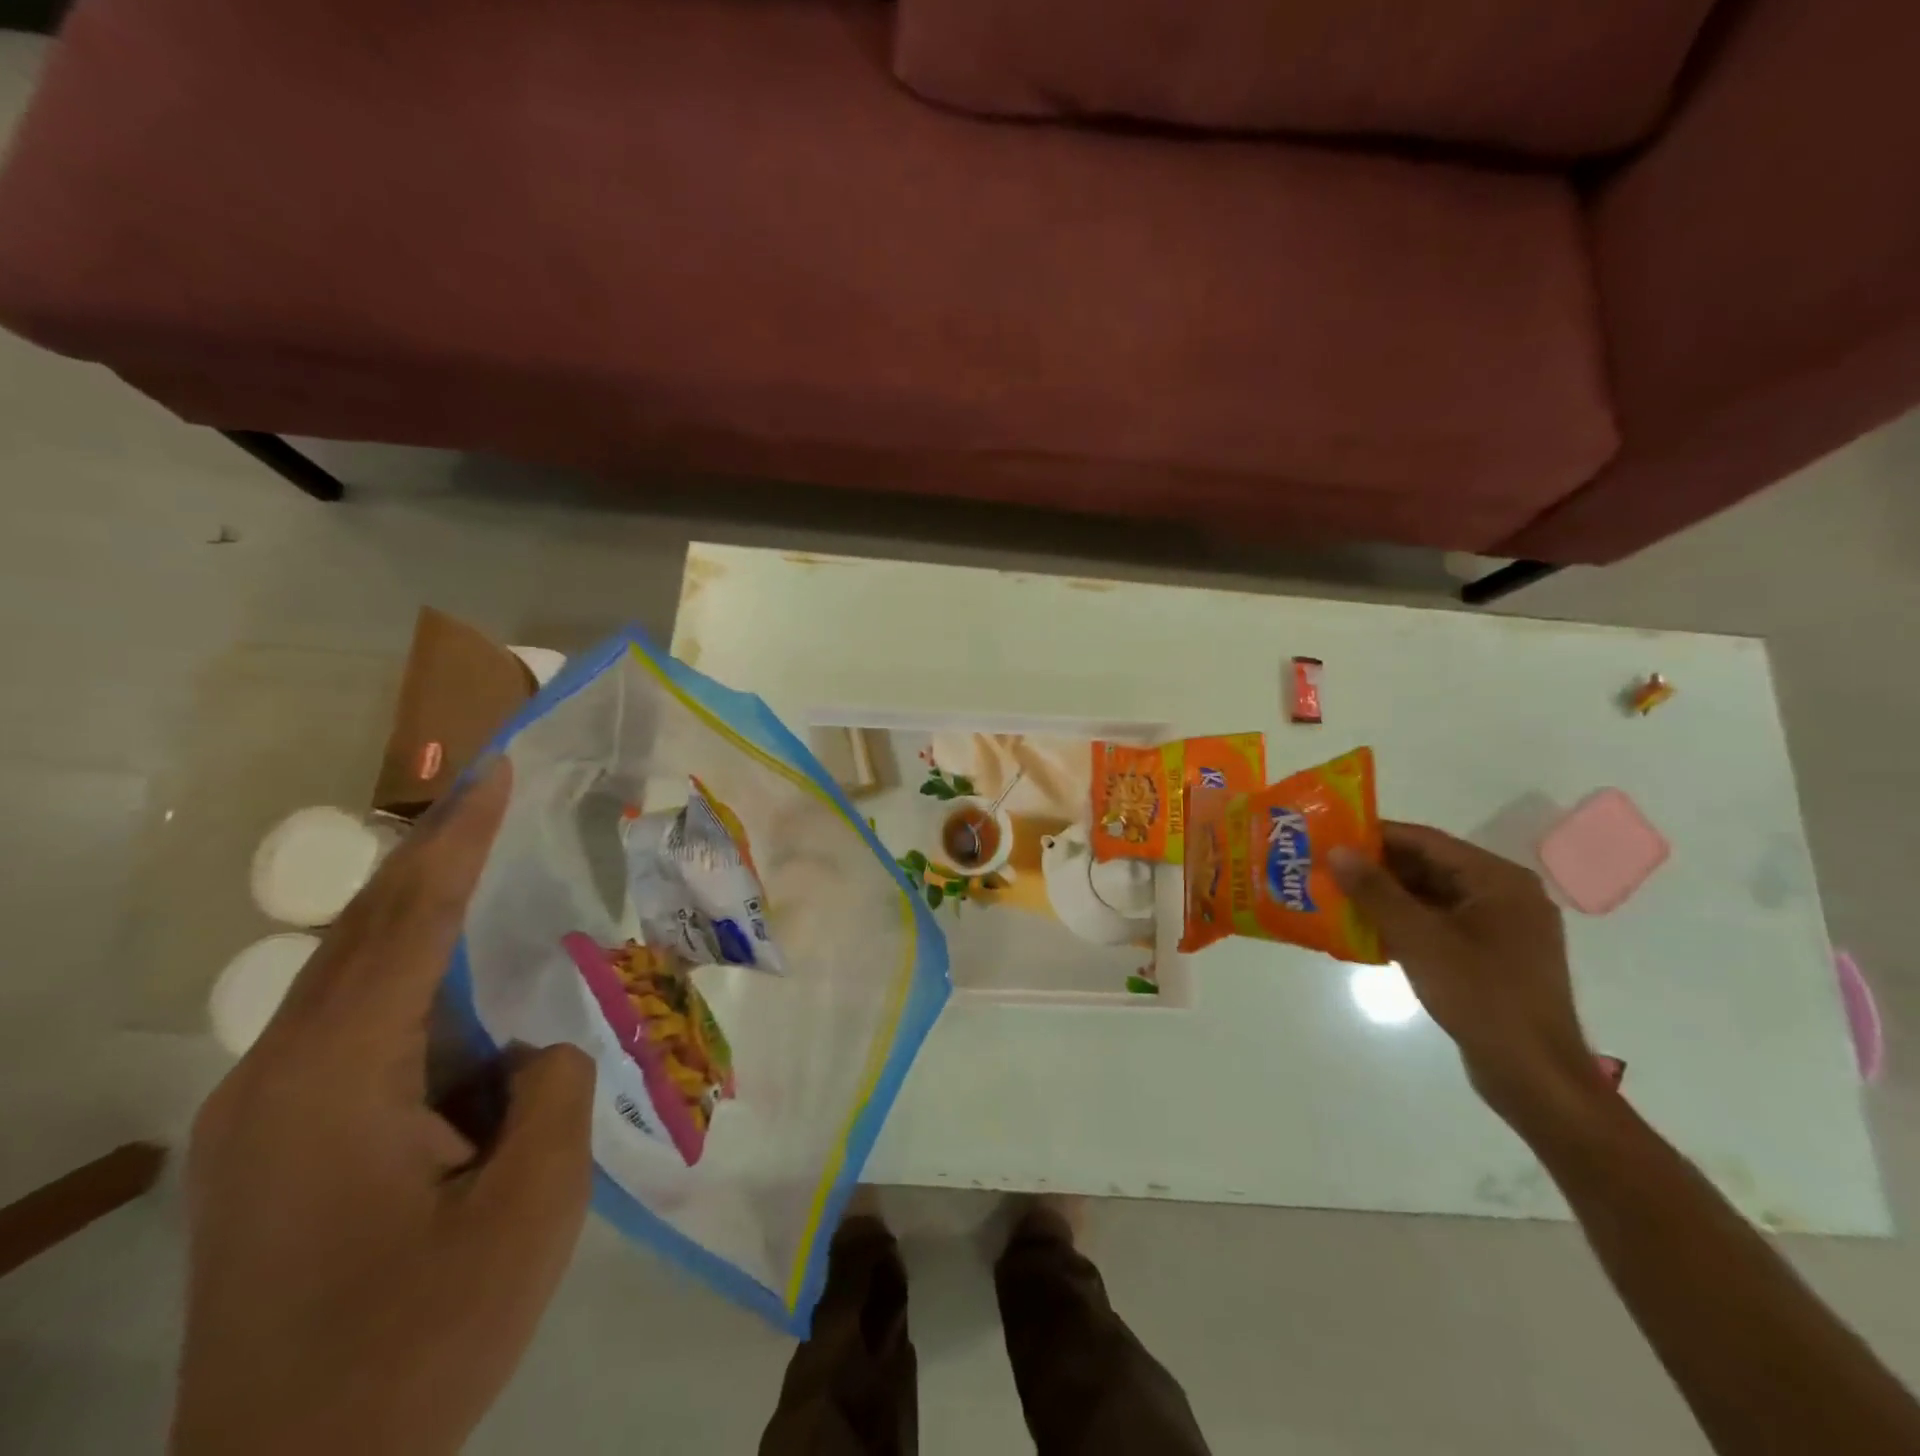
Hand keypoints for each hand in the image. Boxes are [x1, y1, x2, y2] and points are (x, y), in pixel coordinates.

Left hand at [173, 760, 596, 1455]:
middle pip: (367, 933)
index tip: (496, 768)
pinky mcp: (273, 1145)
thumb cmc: (421, 1336)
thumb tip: (538, 1047)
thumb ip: (553, 1089)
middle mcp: (277, 1076)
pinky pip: (353, 1029)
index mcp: (333, 1080)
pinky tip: (467, 997)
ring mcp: (263, 1113)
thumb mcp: (531, 1208)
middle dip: (434, 852)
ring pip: (355, 978)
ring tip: (494, 876)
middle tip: (494, 790)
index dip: (459, 837)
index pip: (410, 923)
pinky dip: (414, 984)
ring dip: (425, 919)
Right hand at [1330, 822, 1604, 1127]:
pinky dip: (1404, 924)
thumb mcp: (1419, 938)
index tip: (1329, 837)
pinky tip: (1366, 933)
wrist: (1534, 1076)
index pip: (1425, 841)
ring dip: (1386, 898)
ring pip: (1432, 898)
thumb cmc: (1480, 995)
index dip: (1374, 836)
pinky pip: (1440, 925)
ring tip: (1336, 898)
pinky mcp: (1492, 958)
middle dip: (1376, 869)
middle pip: (1429, 867)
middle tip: (1326, 869)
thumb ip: (1375, 891)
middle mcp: (1504, 895)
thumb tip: (1336, 850)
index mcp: (1498, 880)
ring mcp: (1500, 929)